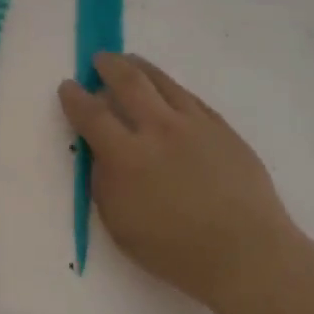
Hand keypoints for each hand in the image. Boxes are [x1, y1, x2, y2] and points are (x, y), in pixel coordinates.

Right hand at [58, 53, 305, 313]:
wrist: (245, 253)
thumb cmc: (174, 250)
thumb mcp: (120, 225)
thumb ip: (104, 182)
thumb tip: (102, 153)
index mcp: (127, 156)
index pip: (92, 115)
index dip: (75, 97)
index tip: (67, 86)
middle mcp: (159, 130)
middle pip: (129, 83)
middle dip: (109, 66)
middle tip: (99, 60)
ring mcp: (195, 125)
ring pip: (163, 83)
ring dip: (141, 68)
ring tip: (130, 62)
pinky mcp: (222, 128)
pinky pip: (190, 97)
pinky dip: (171, 88)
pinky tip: (167, 90)